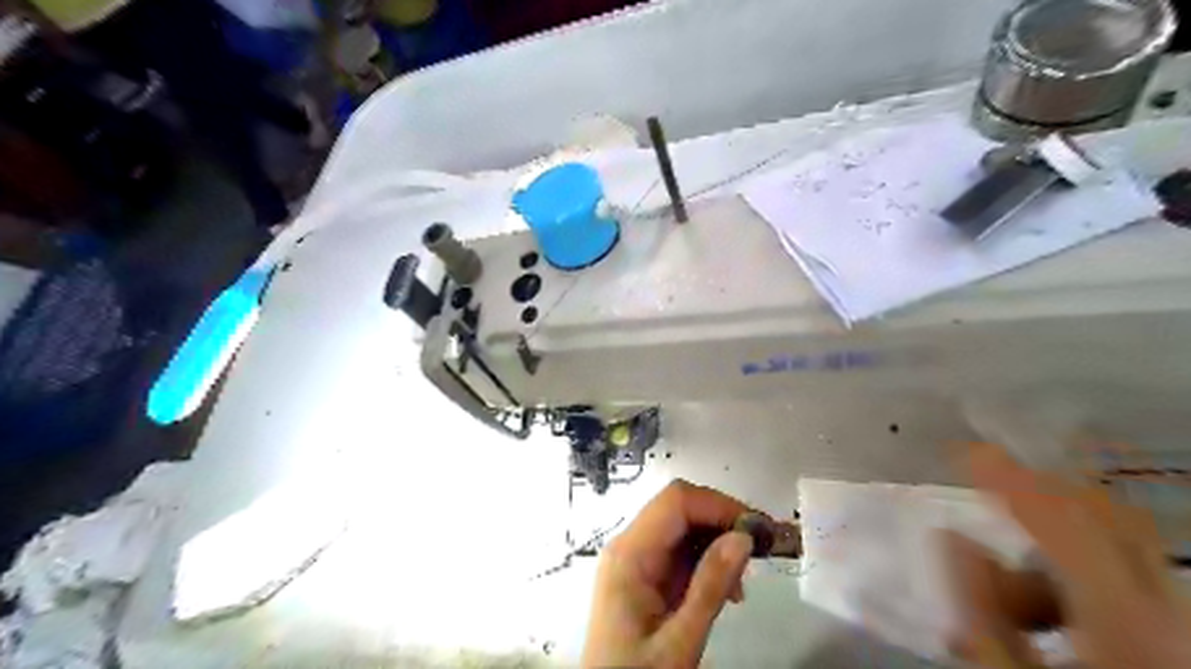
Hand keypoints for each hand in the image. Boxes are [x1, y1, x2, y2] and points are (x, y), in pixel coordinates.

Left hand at [586, 481, 752, 668]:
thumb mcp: (679, 640)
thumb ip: (710, 587)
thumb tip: (743, 537)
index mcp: (629, 554)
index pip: (676, 502)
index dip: (719, 505)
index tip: (758, 531)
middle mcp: (628, 546)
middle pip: (678, 508)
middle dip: (722, 521)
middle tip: (762, 550)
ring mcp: (634, 559)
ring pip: (681, 527)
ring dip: (718, 542)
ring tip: (745, 579)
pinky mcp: (642, 576)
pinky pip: (678, 552)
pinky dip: (707, 561)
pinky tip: (727, 589)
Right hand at [957, 441, 1190, 666]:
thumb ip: (981, 607)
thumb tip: (949, 535)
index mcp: (1124, 617)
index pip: (1058, 518)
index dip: (1007, 476)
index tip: (963, 446)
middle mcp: (1166, 608)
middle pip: (1103, 518)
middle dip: (1038, 494)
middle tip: (987, 486)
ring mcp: (1179, 622)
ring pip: (1112, 549)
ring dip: (1051, 554)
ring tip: (1010, 598)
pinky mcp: (1176, 634)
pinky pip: (1127, 580)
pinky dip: (1076, 580)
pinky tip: (1046, 618)